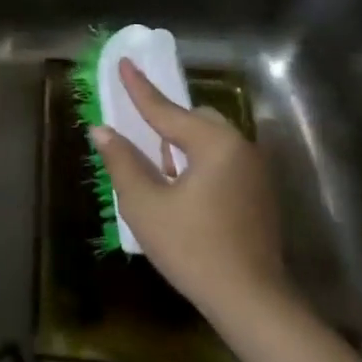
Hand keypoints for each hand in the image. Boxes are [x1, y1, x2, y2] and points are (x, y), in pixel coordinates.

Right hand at [90, 58, 288, 321]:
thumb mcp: (145, 204)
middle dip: (166, 122)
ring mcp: (255, 172)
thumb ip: (122, 161)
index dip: (139, 88)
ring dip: (182, 146)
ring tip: (157, 169)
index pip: (166, 109)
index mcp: (214, 144)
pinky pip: (222, 162)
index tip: (124, 61)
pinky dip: (198, 163)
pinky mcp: (259, 194)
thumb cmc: (192, 248)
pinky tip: (182, 192)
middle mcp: (240, 148)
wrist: (250, 300)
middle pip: (196, 120)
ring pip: (211, 142)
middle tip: (139, 132)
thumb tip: (102, 130)